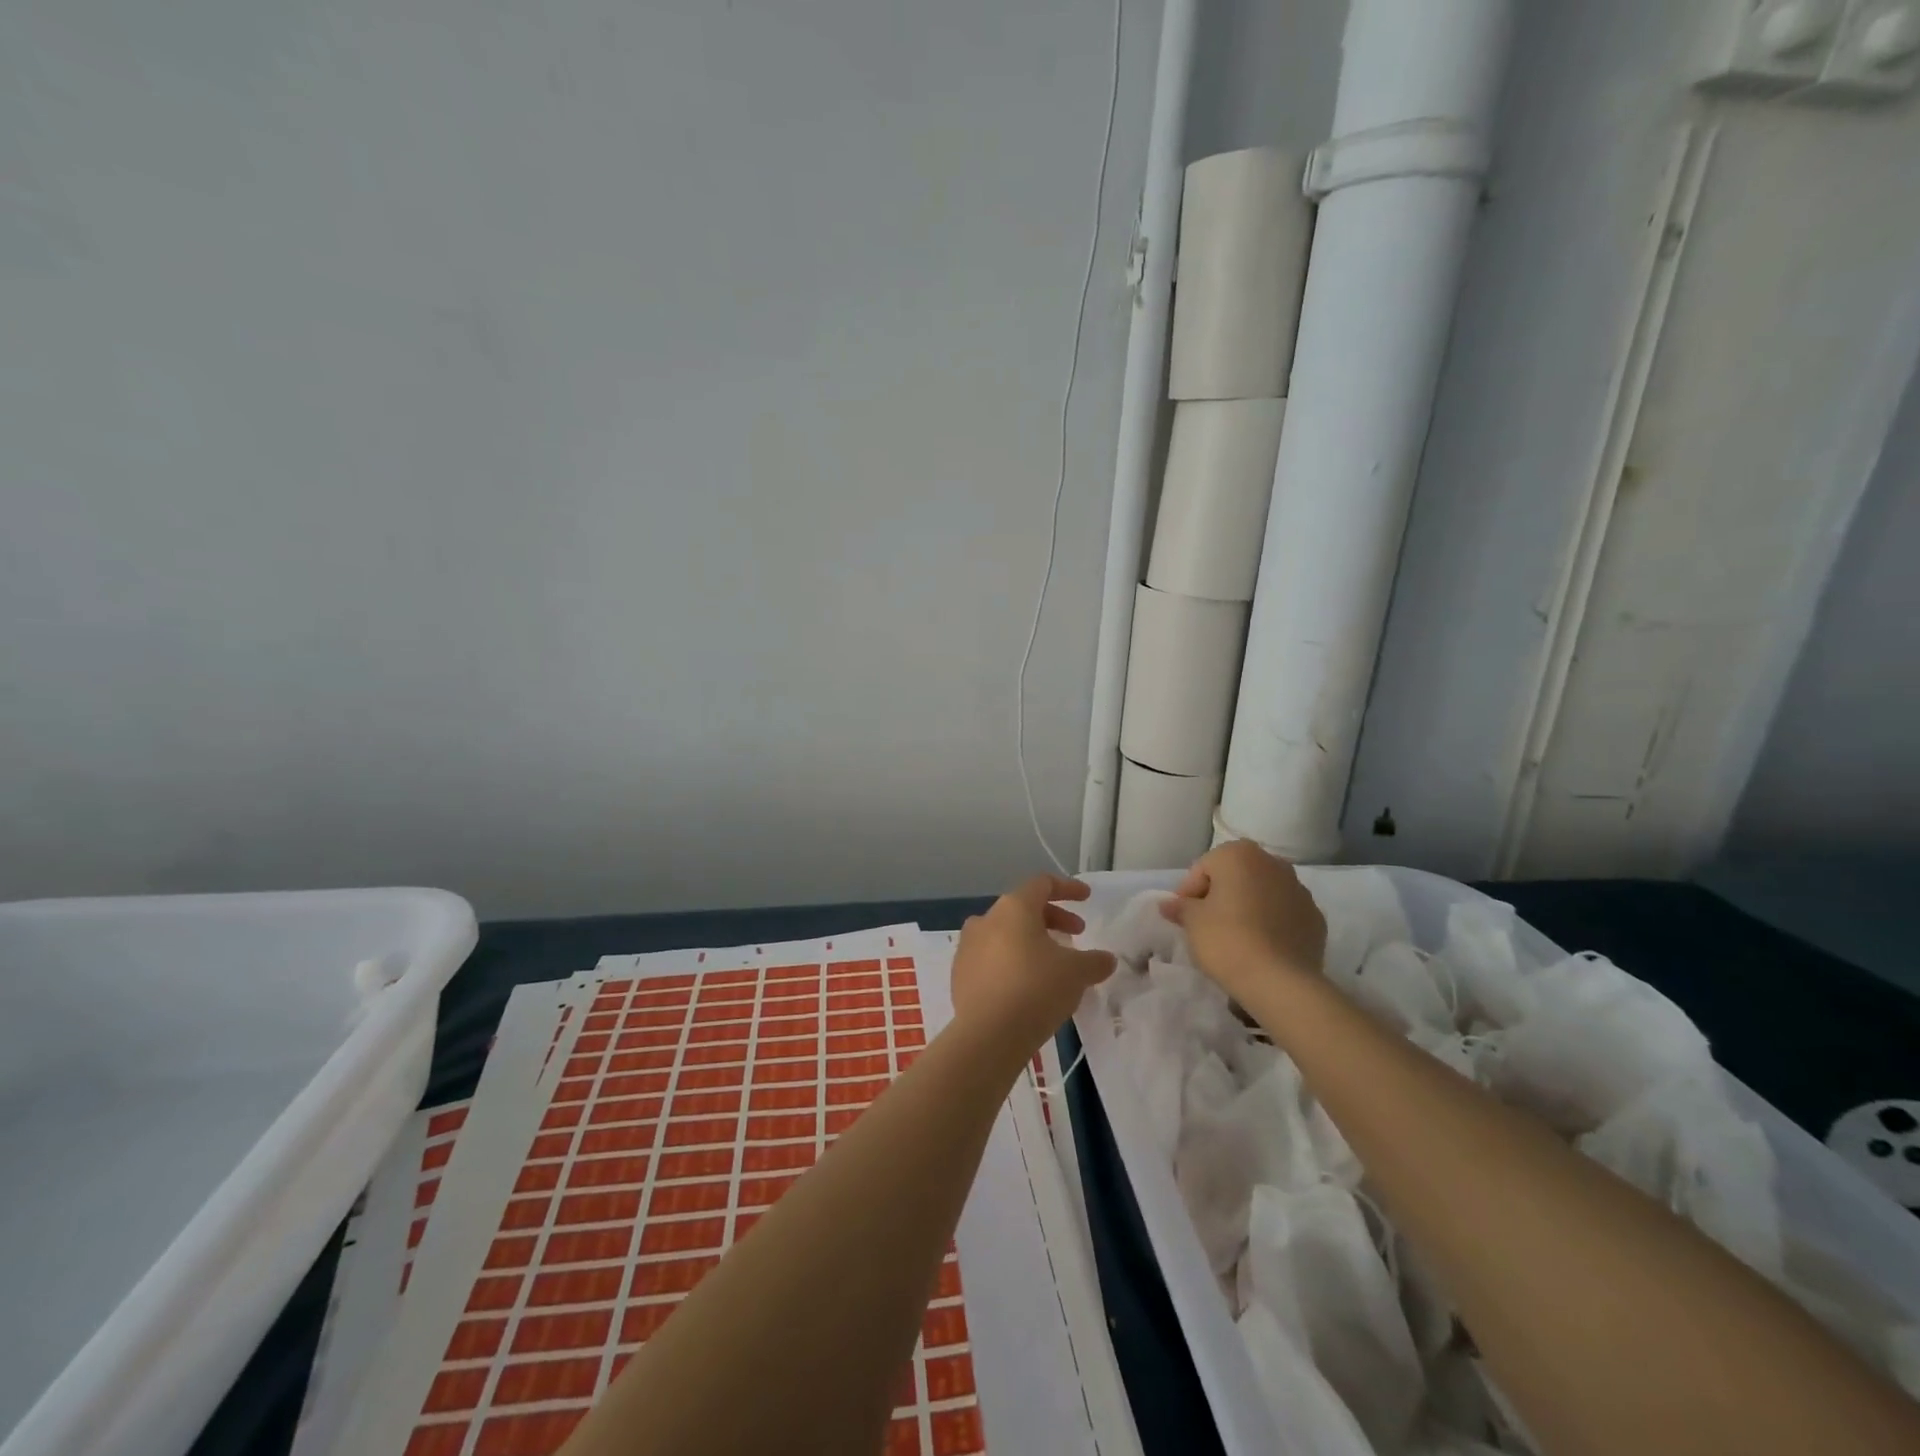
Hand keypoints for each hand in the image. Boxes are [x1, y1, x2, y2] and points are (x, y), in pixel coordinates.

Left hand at [951, 875, 1116, 1053]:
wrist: (988, 1035)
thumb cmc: (1036, 990)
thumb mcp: (1077, 973)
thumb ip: (1095, 961)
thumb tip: (1106, 959)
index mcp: (1013, 907)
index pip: (1042, 884)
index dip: (1067, 888)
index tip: (1086, 898)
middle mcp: (986, 919)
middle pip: (1023, 908)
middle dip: (1052, 918)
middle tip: (1076, 935)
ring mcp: (968, 946)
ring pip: (1005, 933)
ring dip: (1030, 941)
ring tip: (1051, 963)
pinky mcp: (959, 974)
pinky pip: (991, 958)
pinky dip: (1011, 962)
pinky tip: (1026, 985)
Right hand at [1160, 841, 1325, 1003]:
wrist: (1279, 981)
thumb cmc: (1226, 939)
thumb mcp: (1192, 922)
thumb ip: (1180, 907)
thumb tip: (1169, 904)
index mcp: (1239, 854)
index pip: (1203, 868)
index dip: (1189, 892)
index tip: (1183, 917)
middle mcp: (1273, 863)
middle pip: (1236, 875)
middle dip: (1221, 894)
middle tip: (1206, 924)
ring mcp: (1299, 890)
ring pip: (1263, 893)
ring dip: (1248, 907)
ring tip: (1235, 937)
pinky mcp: (1316, 919)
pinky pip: (1284, 914)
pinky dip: (1271, 923)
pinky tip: (1260, 946)